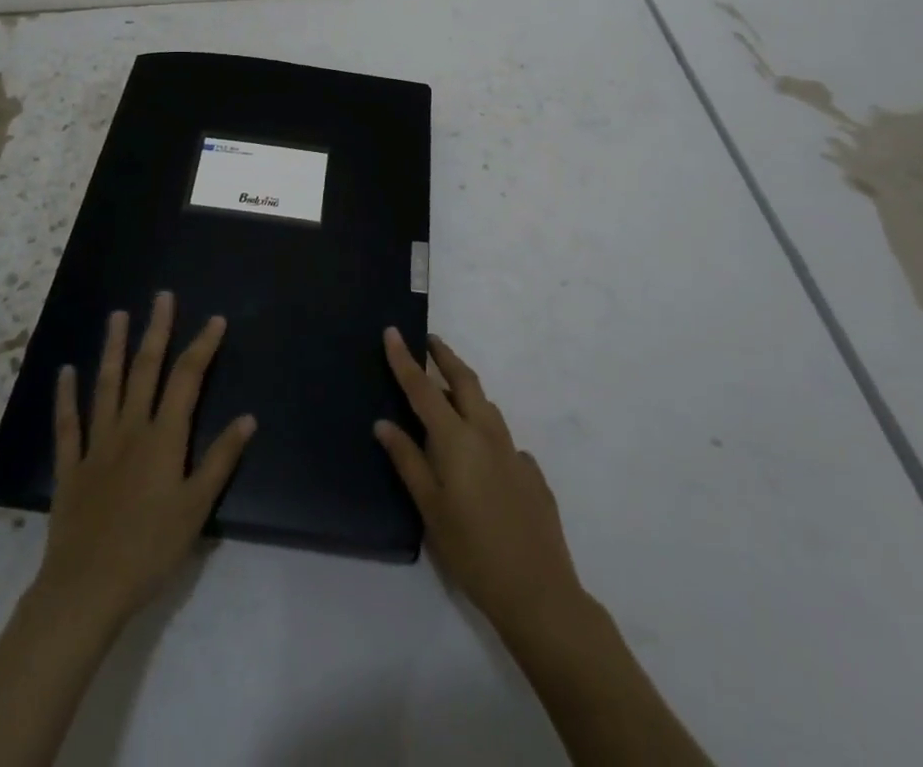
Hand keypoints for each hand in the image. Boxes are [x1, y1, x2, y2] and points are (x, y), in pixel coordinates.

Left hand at [37, 292, 255, 629]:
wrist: (87, 589)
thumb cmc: (150, 549)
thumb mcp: (196, 507)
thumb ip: (220, 459)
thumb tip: (248, 418)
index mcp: (164, 437)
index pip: (187, 379)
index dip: (202, 346)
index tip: (215, 320)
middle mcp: (130, 429)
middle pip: (145, 370)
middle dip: (156, 331)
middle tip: (162, 297)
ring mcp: (97, 445)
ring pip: (107, 386)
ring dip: (114, 349)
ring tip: (117, 316)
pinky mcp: (71, 467)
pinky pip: (68, 425)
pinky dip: (66, 397)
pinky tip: (66, 372)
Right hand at [374, 329, 583, 637]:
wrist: (538, 591)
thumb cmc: (472, 551)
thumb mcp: (430, 508)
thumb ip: (407, 460)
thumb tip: (384, 423)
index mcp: (457, 438)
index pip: (424, 388)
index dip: (405, 359)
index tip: (393, 331)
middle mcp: (487, 433)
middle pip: (465, 380)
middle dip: (445, 356)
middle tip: (429, 341)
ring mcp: (514, 451)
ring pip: (486, 406)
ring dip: (466, 389)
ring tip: (448, 392)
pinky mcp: (532, 472)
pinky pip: (502, 439)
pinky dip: (485, 432)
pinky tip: (480, 456)